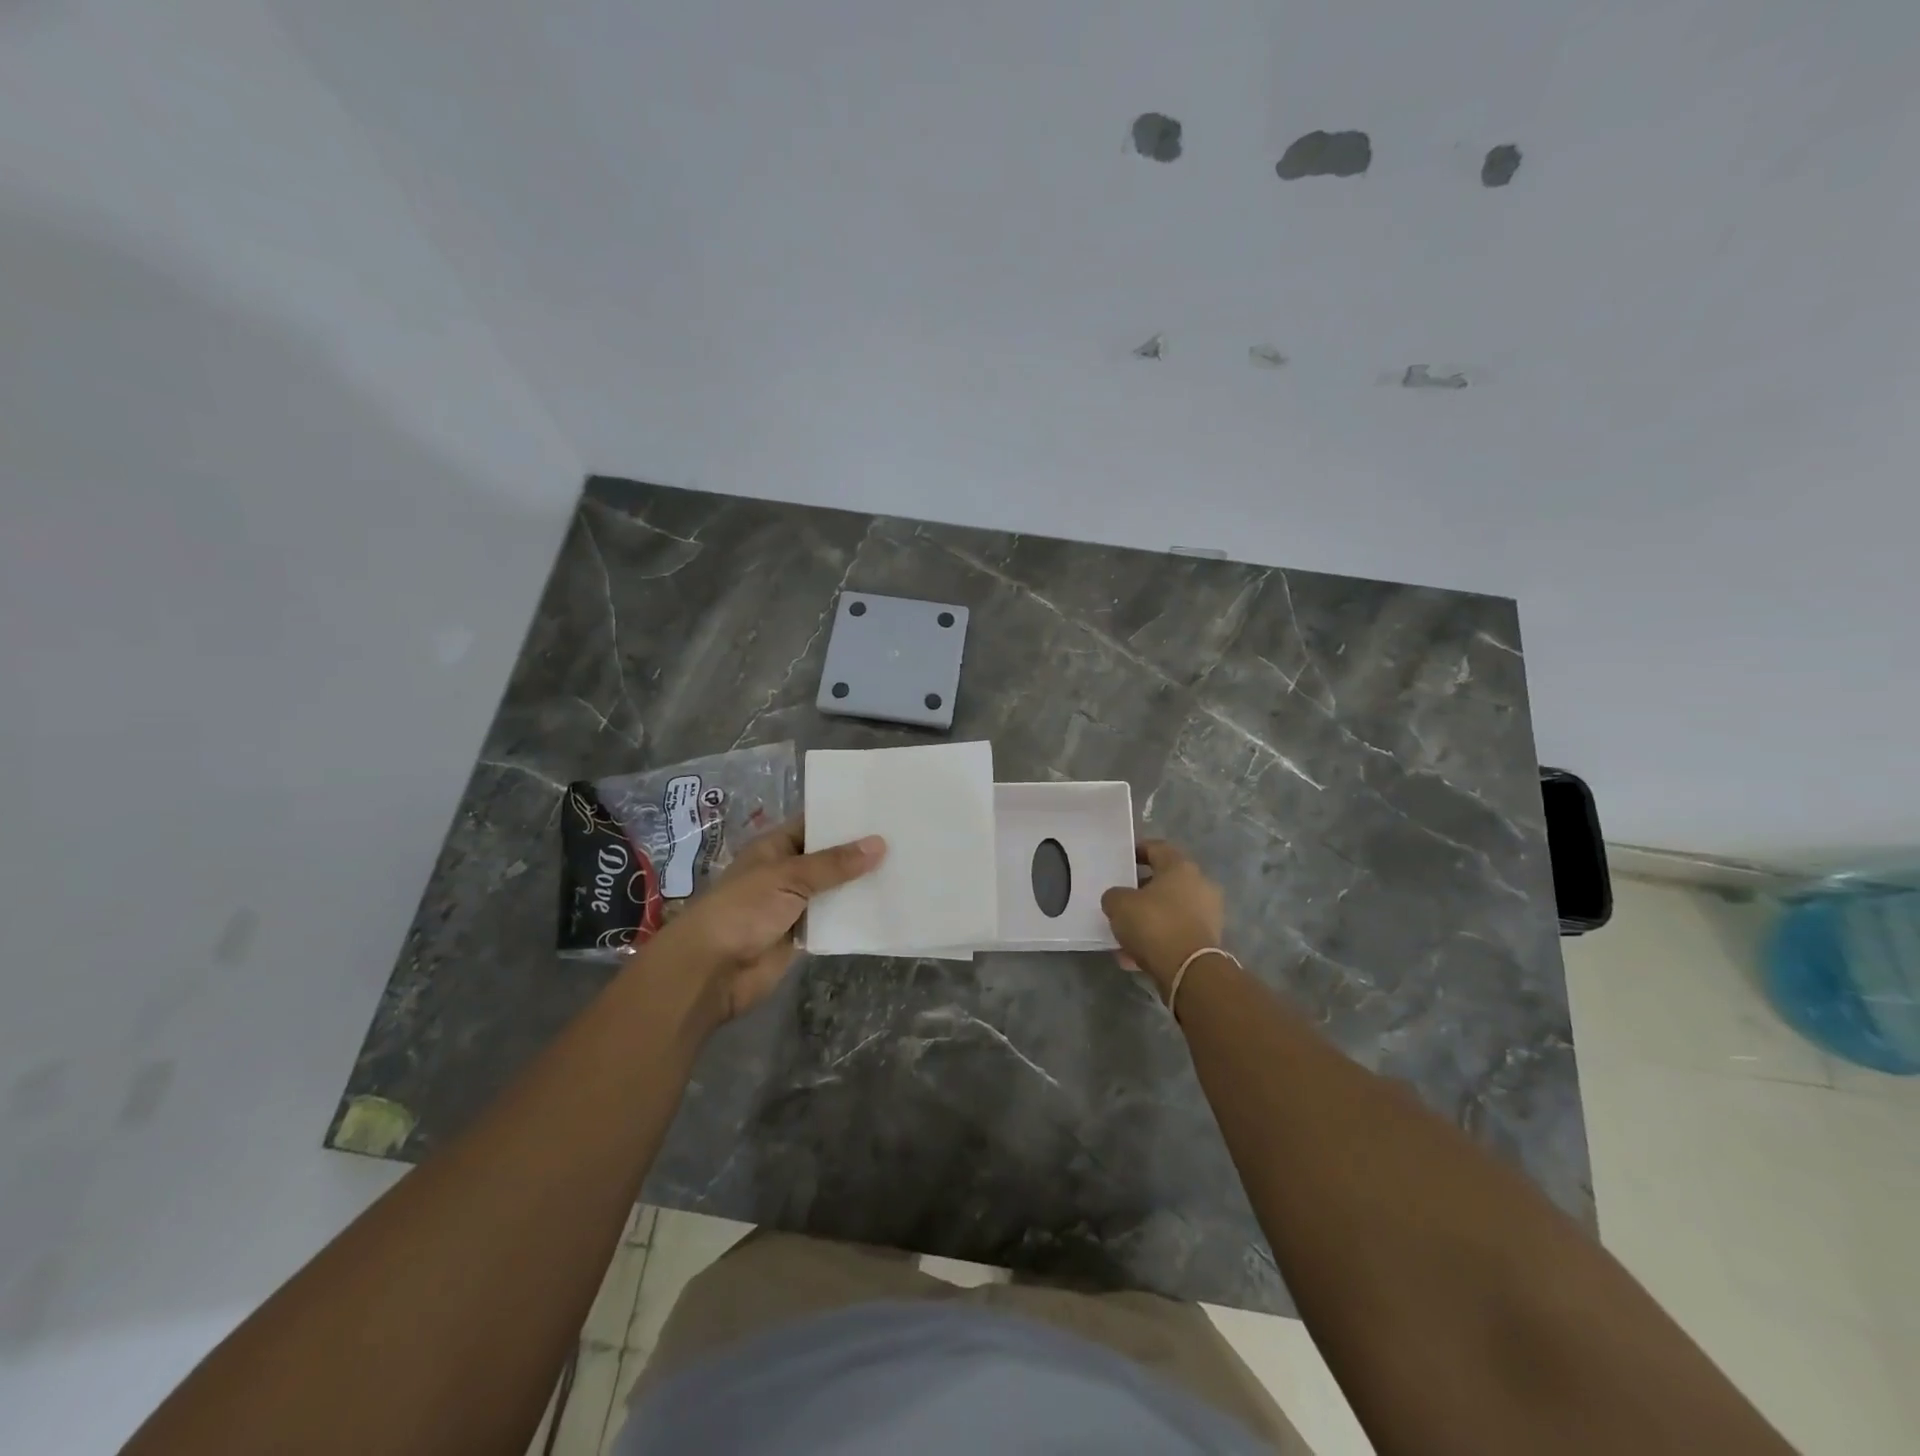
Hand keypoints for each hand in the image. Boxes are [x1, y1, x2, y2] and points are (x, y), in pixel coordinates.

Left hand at [645, 819, 884, 1025]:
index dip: (844, 818)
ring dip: (861, 885)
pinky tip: (889, 906)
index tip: (883, 810)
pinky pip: (835, 921)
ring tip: (908, 868)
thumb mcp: (789, 877)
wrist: (712, 970)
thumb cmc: (743, 910)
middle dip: (860, 852)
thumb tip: (879, 844)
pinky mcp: (803, 935)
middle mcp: (786, 872)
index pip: (814, 824)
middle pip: (829, 858)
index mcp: (775, 847)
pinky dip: (856, 916)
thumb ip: (834, 864)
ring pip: (835, 890)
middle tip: (906, 838)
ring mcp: (795, 905)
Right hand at [1100, 839, 1225, 995]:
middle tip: (1120, 900)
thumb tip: (1118, 900)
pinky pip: (1176, 934)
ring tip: (1124, 934)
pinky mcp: (1208, 942)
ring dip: (1148, 920)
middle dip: (1141, 891)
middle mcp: (1200, 885)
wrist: (1189, 970)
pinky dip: (1157, 941)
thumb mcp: (1118, 904)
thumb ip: (1114, 896)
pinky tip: (1133, 957)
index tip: (1121, 861)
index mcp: (1181, 867)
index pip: (1157, 848)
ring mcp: (1208, 914)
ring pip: (1170, 911)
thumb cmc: (1154, 924)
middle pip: (1165, 882)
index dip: (1137, 851)